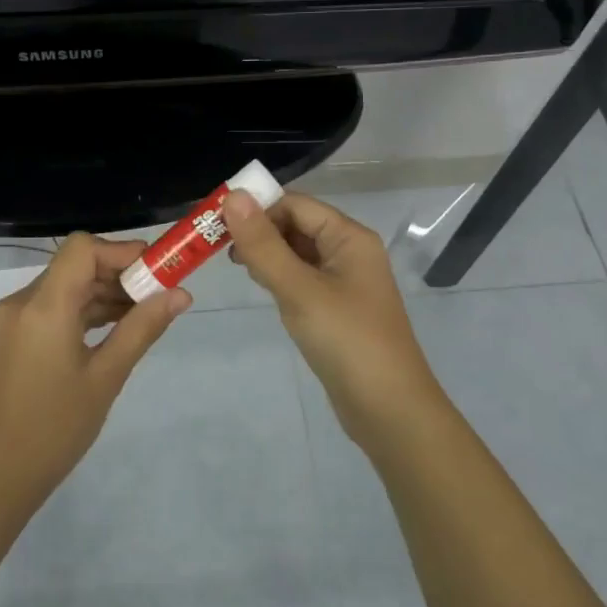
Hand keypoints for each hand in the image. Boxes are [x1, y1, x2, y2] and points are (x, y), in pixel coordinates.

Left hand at [0, 233, 189, 508]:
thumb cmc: (57, 428)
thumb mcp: (107, 377)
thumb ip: (142, 328)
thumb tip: (181, 294)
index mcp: (43, 307)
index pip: (83, 249)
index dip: (122, 251)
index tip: (157, 271)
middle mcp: (22, 302)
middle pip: (75, 265)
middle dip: (119, 273)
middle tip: (160, 294)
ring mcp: (13, 318)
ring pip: (65, 285)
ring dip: (103, 292)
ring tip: (144, 313)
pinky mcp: (12, 335)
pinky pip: (53, 306)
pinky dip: (83, 309)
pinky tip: (114, 327)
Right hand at [223, 191, 444, 448]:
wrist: (388, 410)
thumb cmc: (346, 341)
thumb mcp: (299, 289)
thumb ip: (263, 244)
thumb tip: (233, 195)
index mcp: (349, 238)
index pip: (296, 205)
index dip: (258, 208)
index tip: (218, 224)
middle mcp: (350, 252)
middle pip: (297, 225)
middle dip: (260, 231)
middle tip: (221, 250)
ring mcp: (345, 282)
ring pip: (297, 253)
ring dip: (267, 254)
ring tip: (239, 269)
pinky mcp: (336, 309)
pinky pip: (302, 279)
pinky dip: (280, 277)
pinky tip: (263, 290)